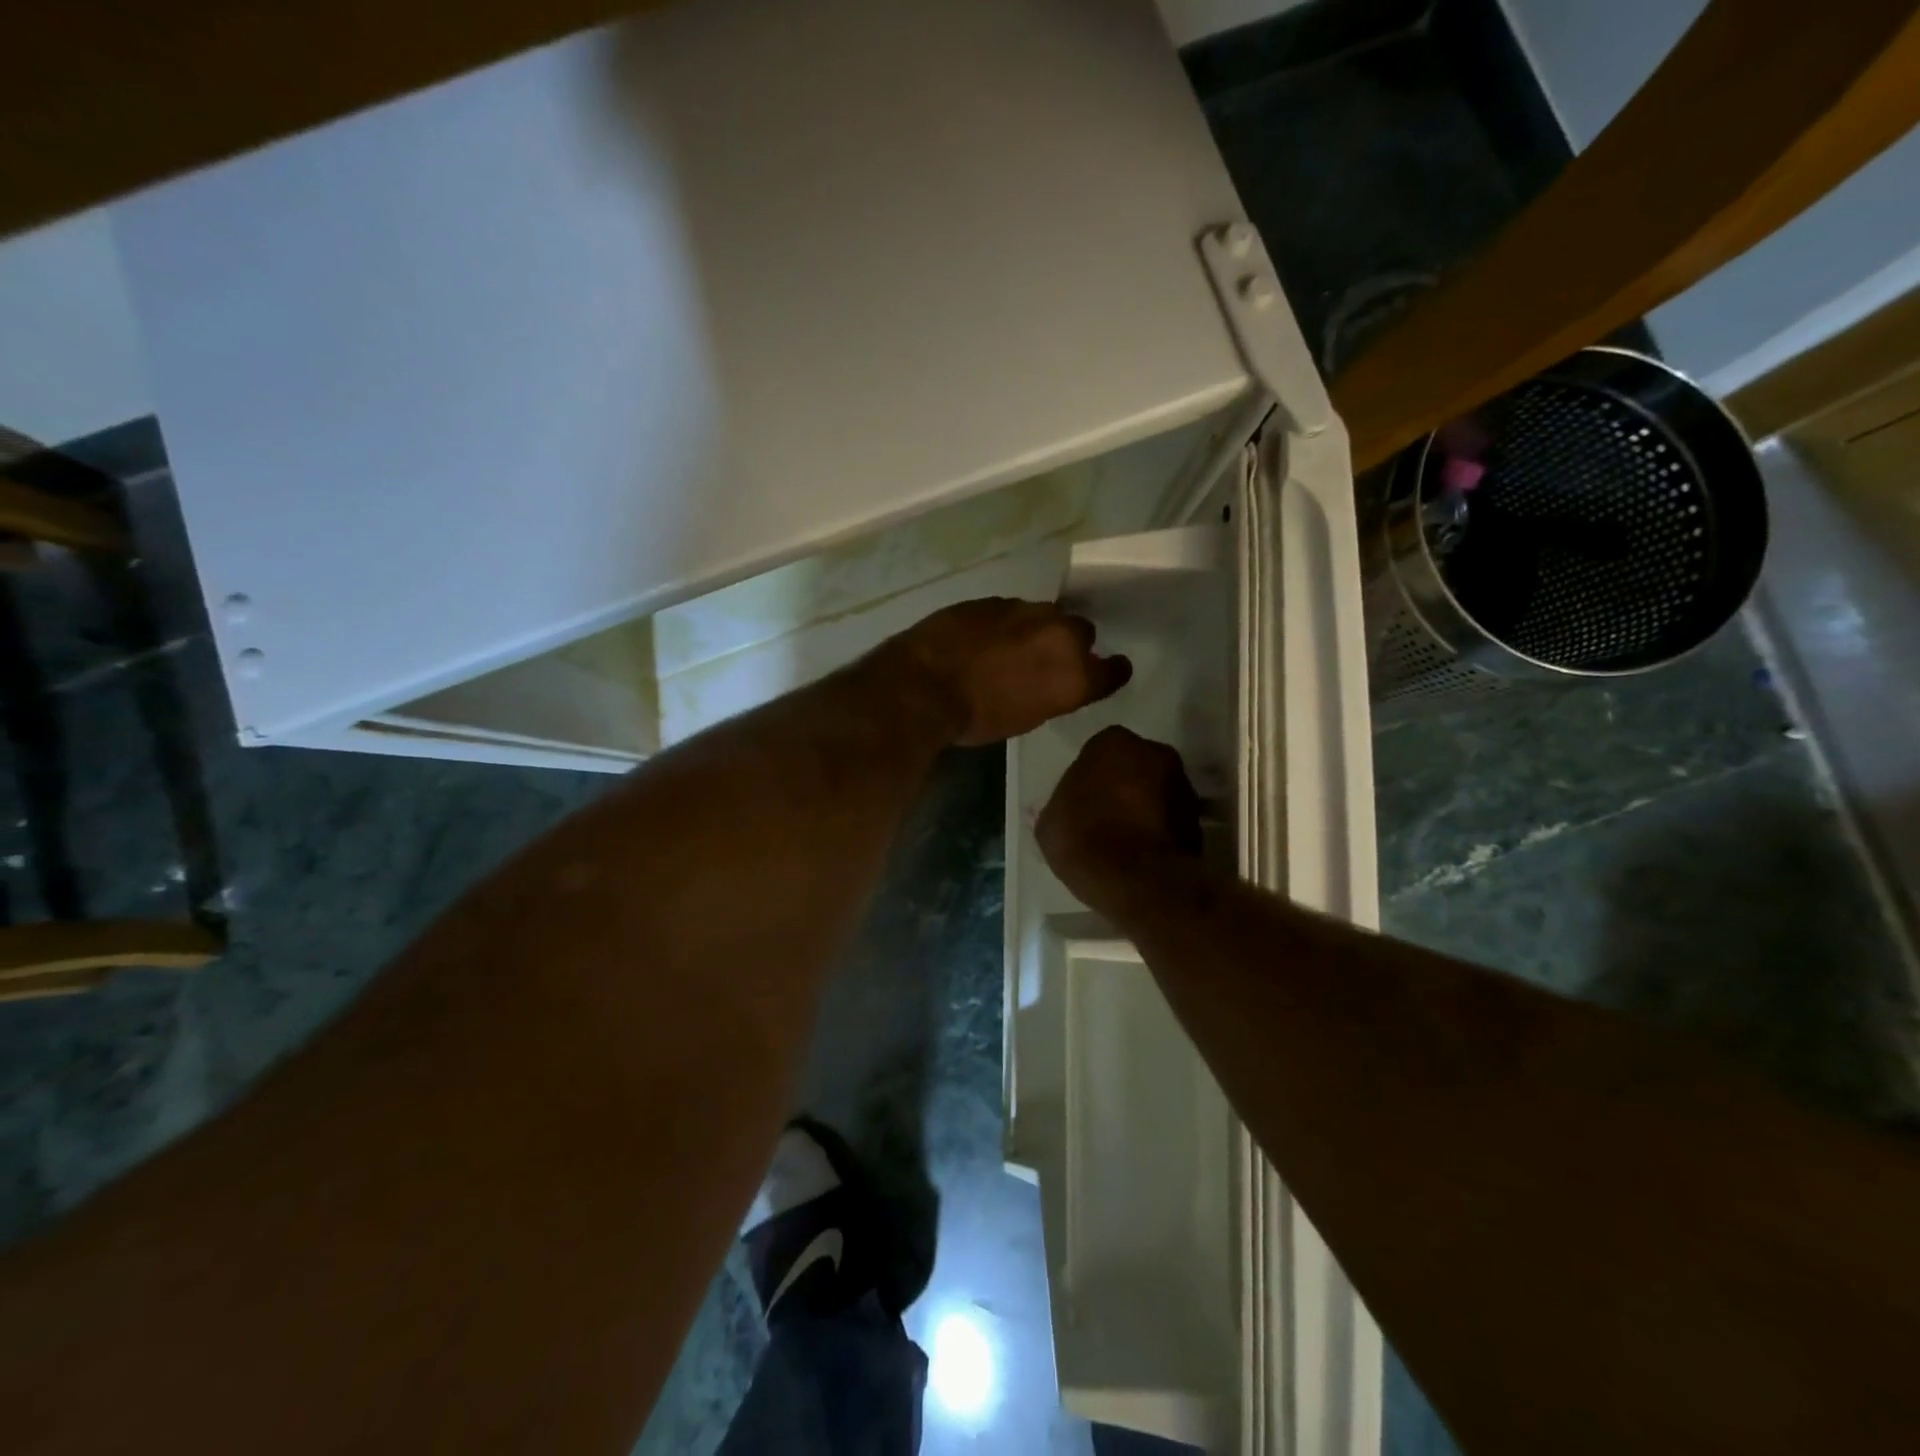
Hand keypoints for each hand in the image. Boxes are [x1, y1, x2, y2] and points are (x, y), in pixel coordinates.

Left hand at [886, 598, 1131, 746]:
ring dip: (1036, 630)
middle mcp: (1060, 635)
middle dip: (1069, 644)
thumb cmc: (976, 719)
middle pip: (1082, 632)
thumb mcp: (1027, 718)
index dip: (1112, 670)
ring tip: (1013, 647)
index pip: (1113, 670)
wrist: (924, 685)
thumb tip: (1052, 679)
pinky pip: (1012, 611)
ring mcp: (1026, 610)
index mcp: (1074, 675)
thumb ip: (1052, 694)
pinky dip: (1006, 624)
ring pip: (1046, 616)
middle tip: (1047, 660)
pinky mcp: (995, 599)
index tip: (1110, 670)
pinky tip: (986, 638)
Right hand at [1037, 727, 1202, 908]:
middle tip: (1105, 814)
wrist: (1137, 880)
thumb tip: (1065, 810)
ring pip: (1157, 790)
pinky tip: (1142, 853)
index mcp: (1113, 742)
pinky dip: (1160, 830)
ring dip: (1145, 807)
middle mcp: (1154, 752)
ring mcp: (1182, 784)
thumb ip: (1060, 805)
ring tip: (1125, 838)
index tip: (1083, 799)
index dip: (1091, 776)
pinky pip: (1171, 819)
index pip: (1099, 750)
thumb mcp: (1049, 823)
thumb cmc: (1084, 838)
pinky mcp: (1199, 819)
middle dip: (1123, 785)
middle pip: (1134, 766)